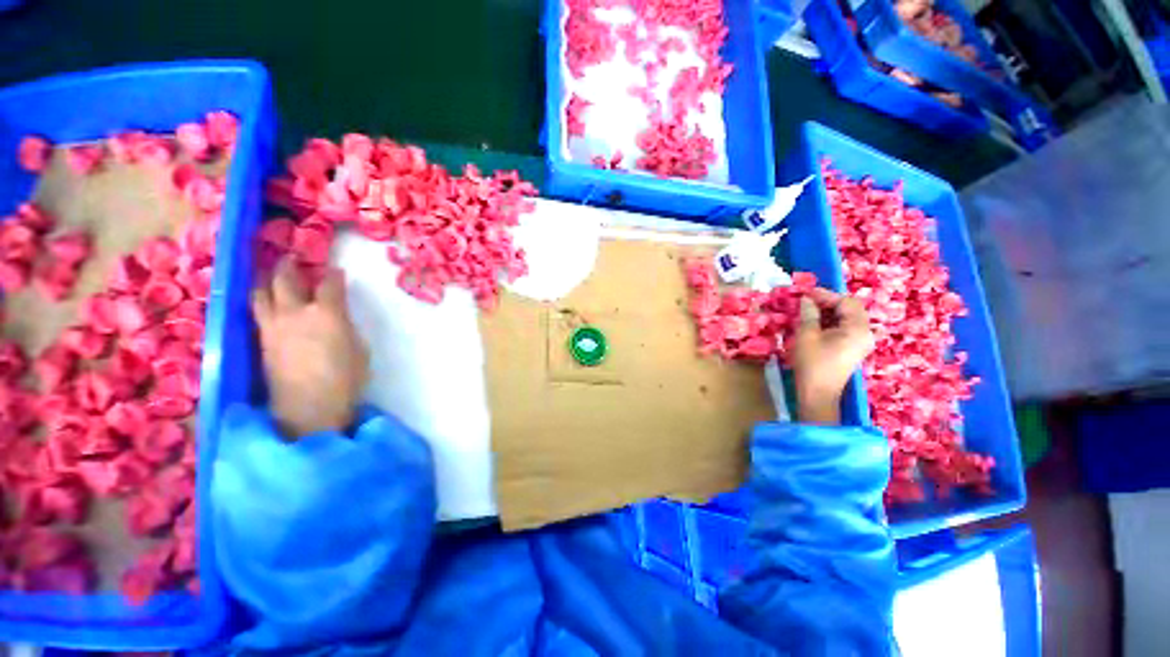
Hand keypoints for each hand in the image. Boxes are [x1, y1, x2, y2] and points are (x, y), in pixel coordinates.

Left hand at [251, 258, 368, 438]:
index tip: (337, 271)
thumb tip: (337, 320)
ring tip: (269, 274)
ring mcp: (274, 326)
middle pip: (286, 280)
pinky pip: (258, 312)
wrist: (309, 408)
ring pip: (262, 294)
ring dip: (266, 280)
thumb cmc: (346, 379)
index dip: (334, 275)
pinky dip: (262, 301)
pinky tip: (267, 302)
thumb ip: (346, 327)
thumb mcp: (358, 349)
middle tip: (292, 258)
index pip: (330, 285)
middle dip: (289, 266)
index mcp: (328, 314)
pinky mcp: (262, 342)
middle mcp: (296, 313)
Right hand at [791, 288, 873, 424]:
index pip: (846, 302)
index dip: (826, 295)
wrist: (818, 394)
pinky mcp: (854, 349)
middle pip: (851, 309)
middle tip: (807, 300)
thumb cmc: (812, 363)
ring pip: (848, 318)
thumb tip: (806, 300)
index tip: (806, 292)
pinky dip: (832, 322)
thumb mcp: (806, 335)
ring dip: (829, 311)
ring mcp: (862, 342)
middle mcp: (865, 333)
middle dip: (829, 302)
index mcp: (857, 329)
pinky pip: (846, 328)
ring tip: (809, 310)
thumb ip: (809, 314)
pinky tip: (816, 323)